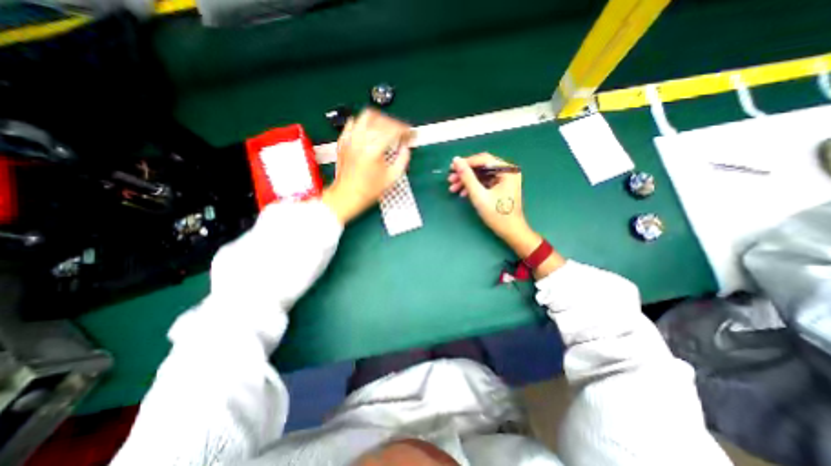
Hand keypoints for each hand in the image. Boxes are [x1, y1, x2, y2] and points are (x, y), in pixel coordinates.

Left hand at [324, 110, 414, 222]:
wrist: (347, 195)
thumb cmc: (369, 190)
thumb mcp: (392, 178)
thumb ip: (403, 160)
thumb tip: (406, 148)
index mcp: (374, 149)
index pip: (393, 130)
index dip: (405, 130)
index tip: (409, 133)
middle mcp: (361, 140)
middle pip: (382, 120)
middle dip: (395, 124)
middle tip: (401, 132)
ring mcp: (350, 139)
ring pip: (367, 116)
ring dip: (380, 119)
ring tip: (387, 127)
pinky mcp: (344, 140)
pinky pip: (354, 122)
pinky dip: (364, 123)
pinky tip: (370, 130)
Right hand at [452, 155, 567, 275]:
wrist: (511, 231)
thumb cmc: (497, 214)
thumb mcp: (479, 195)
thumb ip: (467, 177)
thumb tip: (456, 161)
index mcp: (507, 170)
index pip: (483, 159)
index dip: (466, 163)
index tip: (451, 168)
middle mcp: (507, 171)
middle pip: (482, 167)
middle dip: (465, 174)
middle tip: (450, 180)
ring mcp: (505, 179)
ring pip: (481, 175)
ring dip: (467, 181)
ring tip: (453, 188)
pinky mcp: (501, 187)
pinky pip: (485, 182)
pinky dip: (474, 187)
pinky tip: (463, 193)